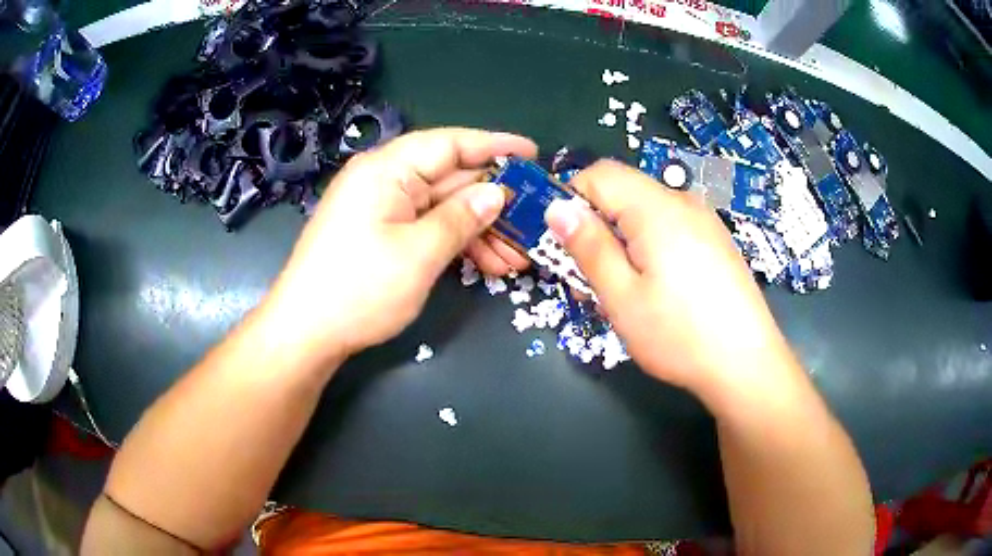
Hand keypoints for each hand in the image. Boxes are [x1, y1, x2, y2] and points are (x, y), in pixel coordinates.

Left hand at [262, 128, 536, 365]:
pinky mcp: (382, 234)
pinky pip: (427, 227)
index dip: (494, 145)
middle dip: (493, 203)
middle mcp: (384, 180)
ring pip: (443, 207)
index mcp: (387, 169)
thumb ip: (461, 218)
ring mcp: (382, 209)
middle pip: (450, 178)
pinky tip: (487, 264)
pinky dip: (456, 242)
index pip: (449, 143)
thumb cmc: (359, 289)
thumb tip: (496, 193)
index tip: (533, 153)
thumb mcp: (418, 254)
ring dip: (480, 230)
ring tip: (516, 259)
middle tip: (533, 223)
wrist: (306, 333)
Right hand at [545, 160, 795, 397]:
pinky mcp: (716, 241)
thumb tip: (557, 207)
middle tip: (590, 278)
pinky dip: (650, 246)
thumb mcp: (622, 296)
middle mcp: (683, 203)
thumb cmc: (679, 334)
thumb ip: (588, 246)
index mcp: (657, 209)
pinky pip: (671, 228)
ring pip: (647, 212)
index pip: (600, 174)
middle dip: (598, 225)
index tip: (564, 243)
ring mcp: (705, 221)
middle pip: (625, 192)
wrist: (746, 363)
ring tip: (624, 290)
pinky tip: (658, 288)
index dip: (572, 198)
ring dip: (623, 239)